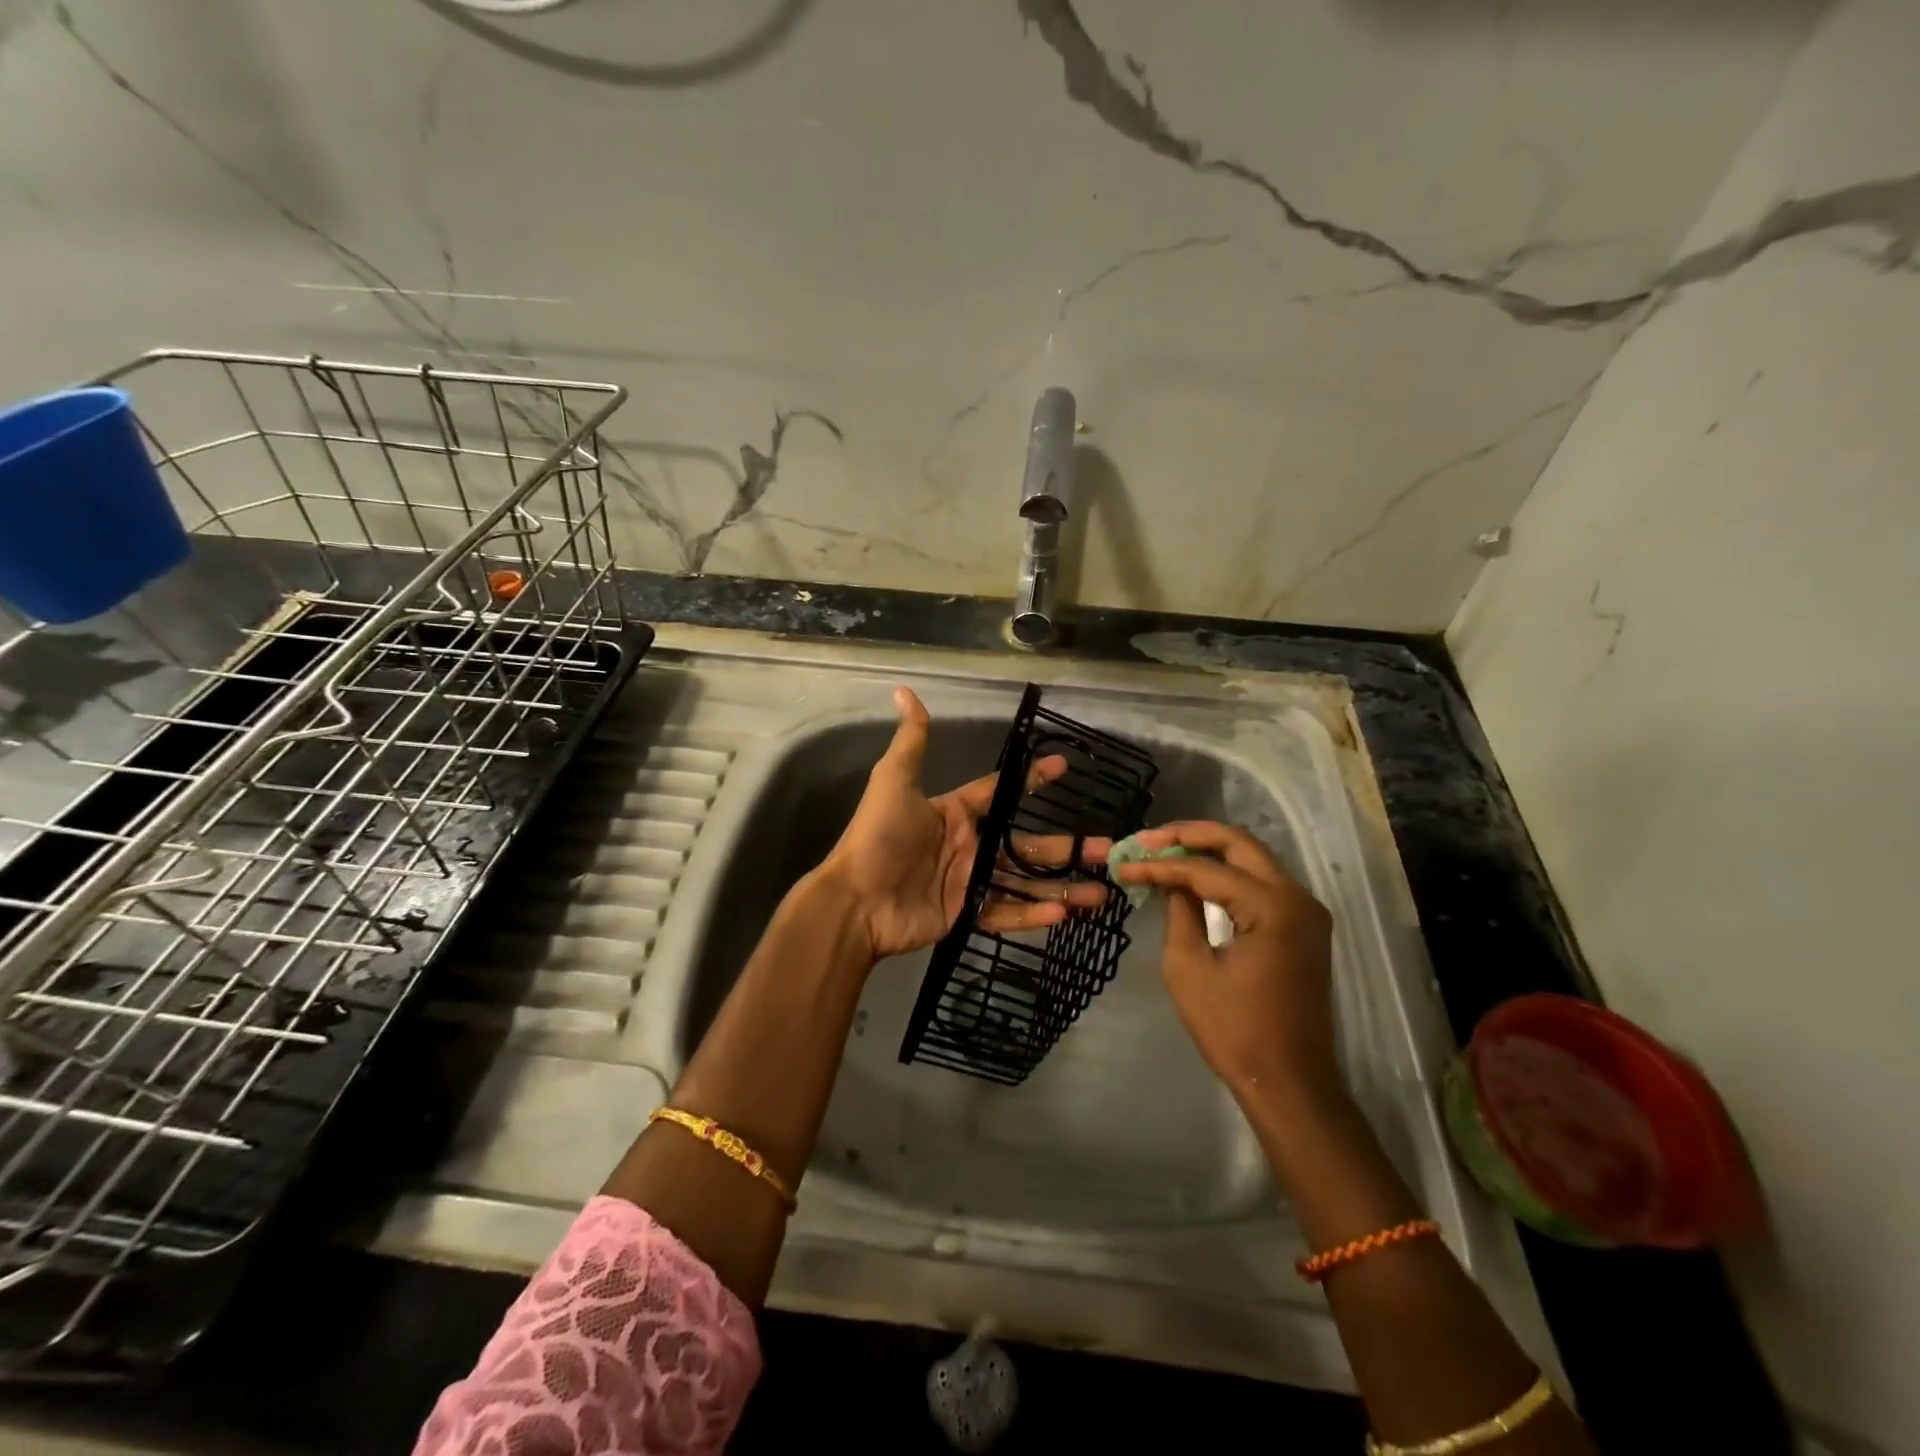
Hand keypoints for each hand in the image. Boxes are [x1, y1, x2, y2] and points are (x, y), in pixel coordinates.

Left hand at [816, 687, 1107, 961]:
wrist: (855, 900)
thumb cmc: (878, 837)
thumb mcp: (893, 782)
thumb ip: (910, 741)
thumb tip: (903, 691)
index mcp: (955, 813)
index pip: (1000, 792)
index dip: (1032, 780)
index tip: (1065, 767)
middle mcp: (968, 845)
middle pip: (1026, 842)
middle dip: (1065, 846)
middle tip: (1106, 846)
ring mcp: (969, 881)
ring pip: (1024, 881)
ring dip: (1062, 885)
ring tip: (1101, 889)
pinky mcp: (966, 914)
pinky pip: (1005, 912)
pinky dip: (1033, 913)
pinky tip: (1064, 913)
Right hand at [1109, 821, 1340, 1105]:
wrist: (1290, 1083)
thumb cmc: (1233, 1030)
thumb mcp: (1189, 968)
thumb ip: (1180, 911)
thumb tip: (1171, 879)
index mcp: (1272, 907)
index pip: (1206, 870)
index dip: (1161, 865)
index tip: (1124, 865)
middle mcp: (1297, 897)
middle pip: (1238, 843)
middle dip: (1189, 835)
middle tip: (1147, 840)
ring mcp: (1306, 911)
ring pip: (1252, 858)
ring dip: (1208, 850)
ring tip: (1164, 851)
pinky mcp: (1304, 926)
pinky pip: (1262, 882)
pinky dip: (1227, 872)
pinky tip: (1196, 875)